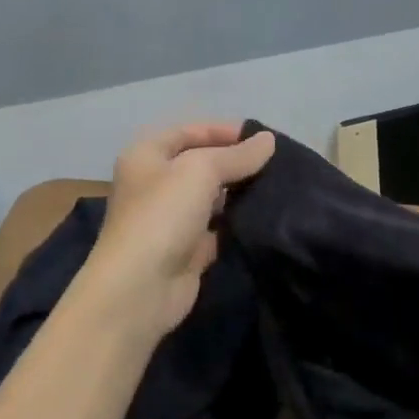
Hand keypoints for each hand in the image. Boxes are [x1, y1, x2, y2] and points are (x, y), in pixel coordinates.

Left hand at [79, 122, 275, 340]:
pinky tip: (265, 218)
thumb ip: (237, 155)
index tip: (263, 139)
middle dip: (236, 162)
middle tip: (276, 164)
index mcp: (147, 156)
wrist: (141, 287)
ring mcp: (172, 219)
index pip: (189, 131)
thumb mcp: (200, 171)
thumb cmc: (163, 216)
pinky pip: (218, 228)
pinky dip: (238, 223)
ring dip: (240, 193)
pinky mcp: (188, 249)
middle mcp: (156, 184)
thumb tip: (269, 140)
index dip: (224, 131)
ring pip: (212, 197)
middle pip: (201, 164)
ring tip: (277, 187)